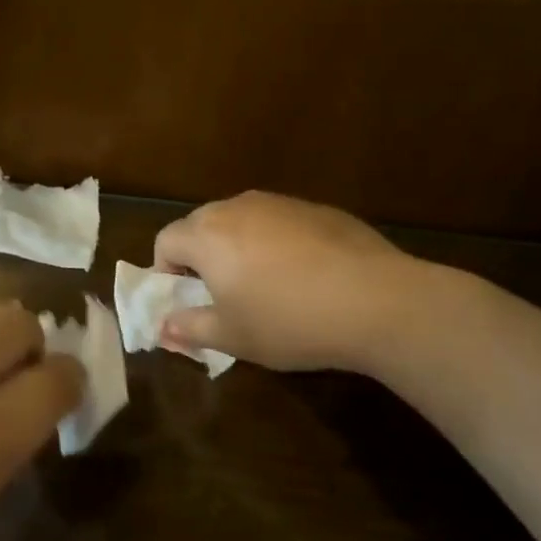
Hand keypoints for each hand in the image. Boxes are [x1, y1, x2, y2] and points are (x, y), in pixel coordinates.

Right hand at [154, 192, 426, 373]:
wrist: (377, 301)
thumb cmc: (289, 322)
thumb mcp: (231, 337)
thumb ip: (189, 328)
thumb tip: (163, 326)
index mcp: (207, 234)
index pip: (165, 240)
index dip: (166, 272)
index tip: (186, 301)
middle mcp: (238, 207)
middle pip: (201, 225)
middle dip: (200, 257)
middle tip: (221, 294)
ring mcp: (281, 203)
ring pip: (241, 221)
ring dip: (238, 248)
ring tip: (265, 286)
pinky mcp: (318, 209)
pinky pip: (279, 223)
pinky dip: (276, 244)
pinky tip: (305, 277)